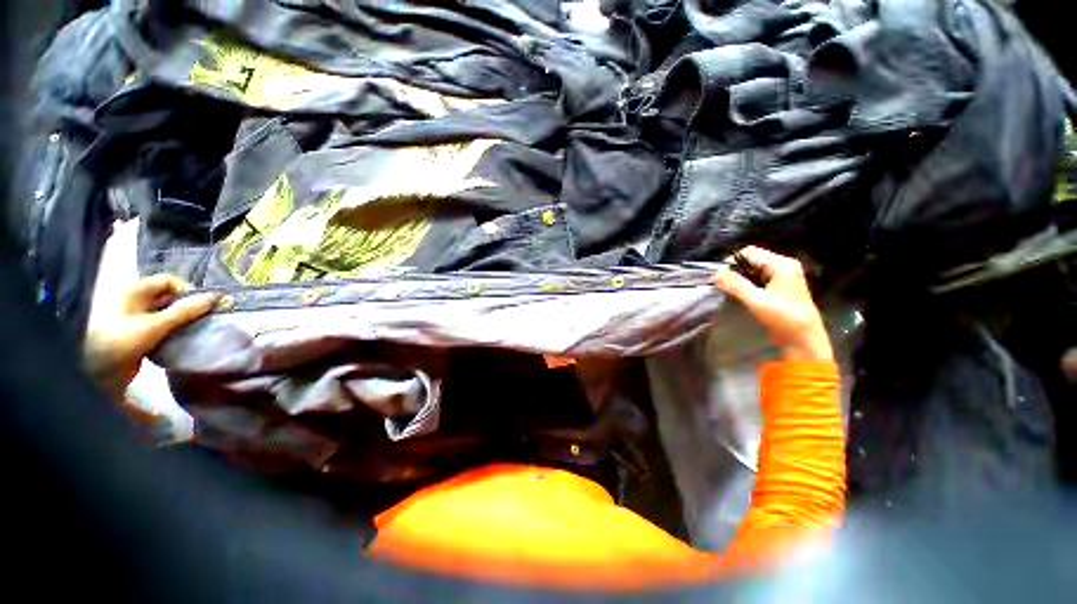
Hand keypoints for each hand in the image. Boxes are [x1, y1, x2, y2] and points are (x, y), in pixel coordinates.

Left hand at [84, 275, 219, 398]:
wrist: (95, 375)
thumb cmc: (120, 343)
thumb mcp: (155, 326)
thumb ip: (185, 311)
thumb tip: (219, 297)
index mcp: (135, 291)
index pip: (169, 281)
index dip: (188, 291)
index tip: (203, 308)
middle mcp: (135, 300)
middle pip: (170, 296)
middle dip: (189, 306)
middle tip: (206, 319)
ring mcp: (136, 318)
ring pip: (169, 312)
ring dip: (185, 320)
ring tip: (198, 330)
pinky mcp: (140, 334)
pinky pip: (164, 326)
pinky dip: (176, 331)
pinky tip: (184, 340)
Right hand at [714, 246, 833, 362]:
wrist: (803, 341)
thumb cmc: (783, 319)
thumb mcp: (756, 301)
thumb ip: (735, 285)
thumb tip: (716, 273)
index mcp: (782, 264)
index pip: (750, 252)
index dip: (731, 261)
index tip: (718, 277)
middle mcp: (784, 266)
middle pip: (751, 259)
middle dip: (734, 270)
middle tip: (721, 284)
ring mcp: (783, 276)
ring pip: (753, 269)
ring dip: (739, 278)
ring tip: (728, 290)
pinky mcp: (779, 287)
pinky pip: (757, 278)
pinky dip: (746, 284)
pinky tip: (739, 294)